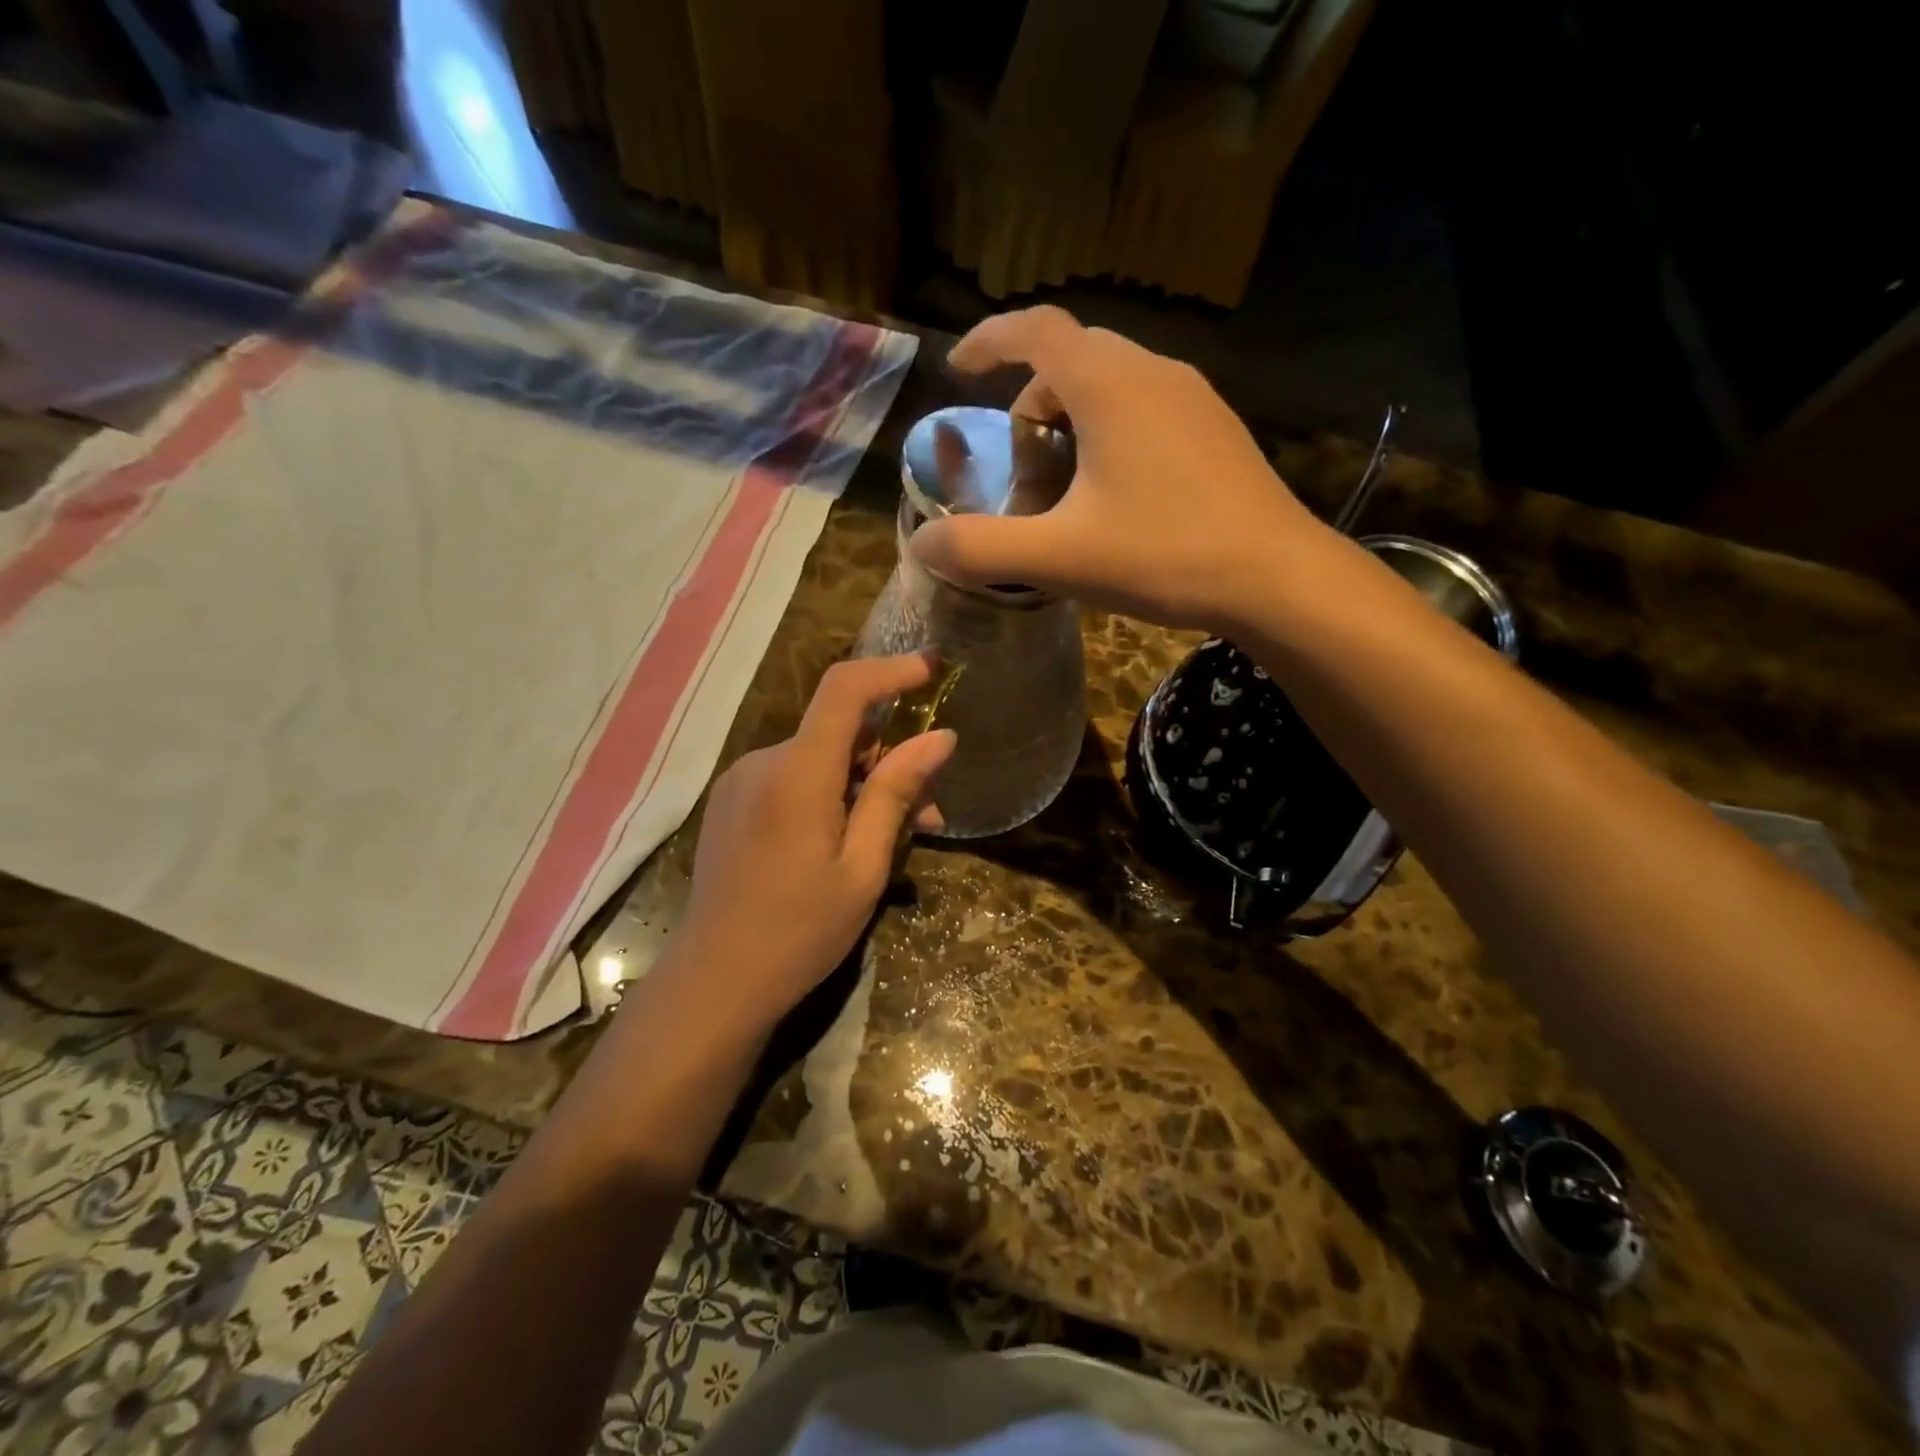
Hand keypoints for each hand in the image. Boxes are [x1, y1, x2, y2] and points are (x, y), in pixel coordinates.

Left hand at [669, 655, 955, 1030]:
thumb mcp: (863, 868)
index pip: (845, 690)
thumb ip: (895, 794)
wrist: (715, 982)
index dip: (892, 670)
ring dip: (862, 783)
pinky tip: (846, 839)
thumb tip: (939, 738)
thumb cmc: (800, 932)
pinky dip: (830, 794)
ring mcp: (741, 781)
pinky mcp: (732, 802)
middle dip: (890, 759)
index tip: (933, 669)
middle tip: (928, 813)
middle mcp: (763, 762)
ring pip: (818, 758)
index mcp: (797, 774)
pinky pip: (793, 778)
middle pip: (838, 731)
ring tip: (894, 837)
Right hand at [911, 306, 1337, 632]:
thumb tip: (922, 545)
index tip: (959, 369)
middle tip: (1017, 457)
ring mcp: (1194, 397)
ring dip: (1073, 413)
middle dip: (1031, 394)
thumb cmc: (1164, 556)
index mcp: (1109, 385)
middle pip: (1073, 355)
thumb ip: (982, 549)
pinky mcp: (1217, 428)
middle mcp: (1153, 372)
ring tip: (1064, 480)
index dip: (989, 339)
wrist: (1276, 577)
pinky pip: (1147, 403)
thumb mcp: (1059, 557)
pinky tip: (1117, 490)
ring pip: (1113, 379)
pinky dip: (1111, 426)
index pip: (1036, 329)